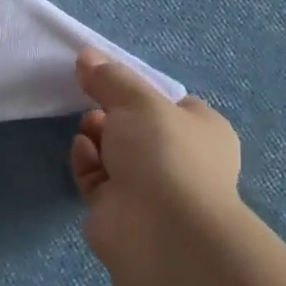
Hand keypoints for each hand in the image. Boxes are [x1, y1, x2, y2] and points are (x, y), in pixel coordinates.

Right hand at [70, 49, 241, 272]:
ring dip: (96, 136)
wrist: (160, 230)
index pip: (170, 104)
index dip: (138, 92)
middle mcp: (181, 160)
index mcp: (202, 131)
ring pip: (114, 153)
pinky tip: (83, 152)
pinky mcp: (119, 211)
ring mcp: (150, 189)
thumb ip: (110, 77)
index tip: (109, 80)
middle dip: (111, 114)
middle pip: (136, 127)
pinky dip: (87, 163)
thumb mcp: (138, 100)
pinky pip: (97, 178)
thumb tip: (86, 55)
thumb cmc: (163, 152)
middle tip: (94, 106)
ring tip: (88, 129)